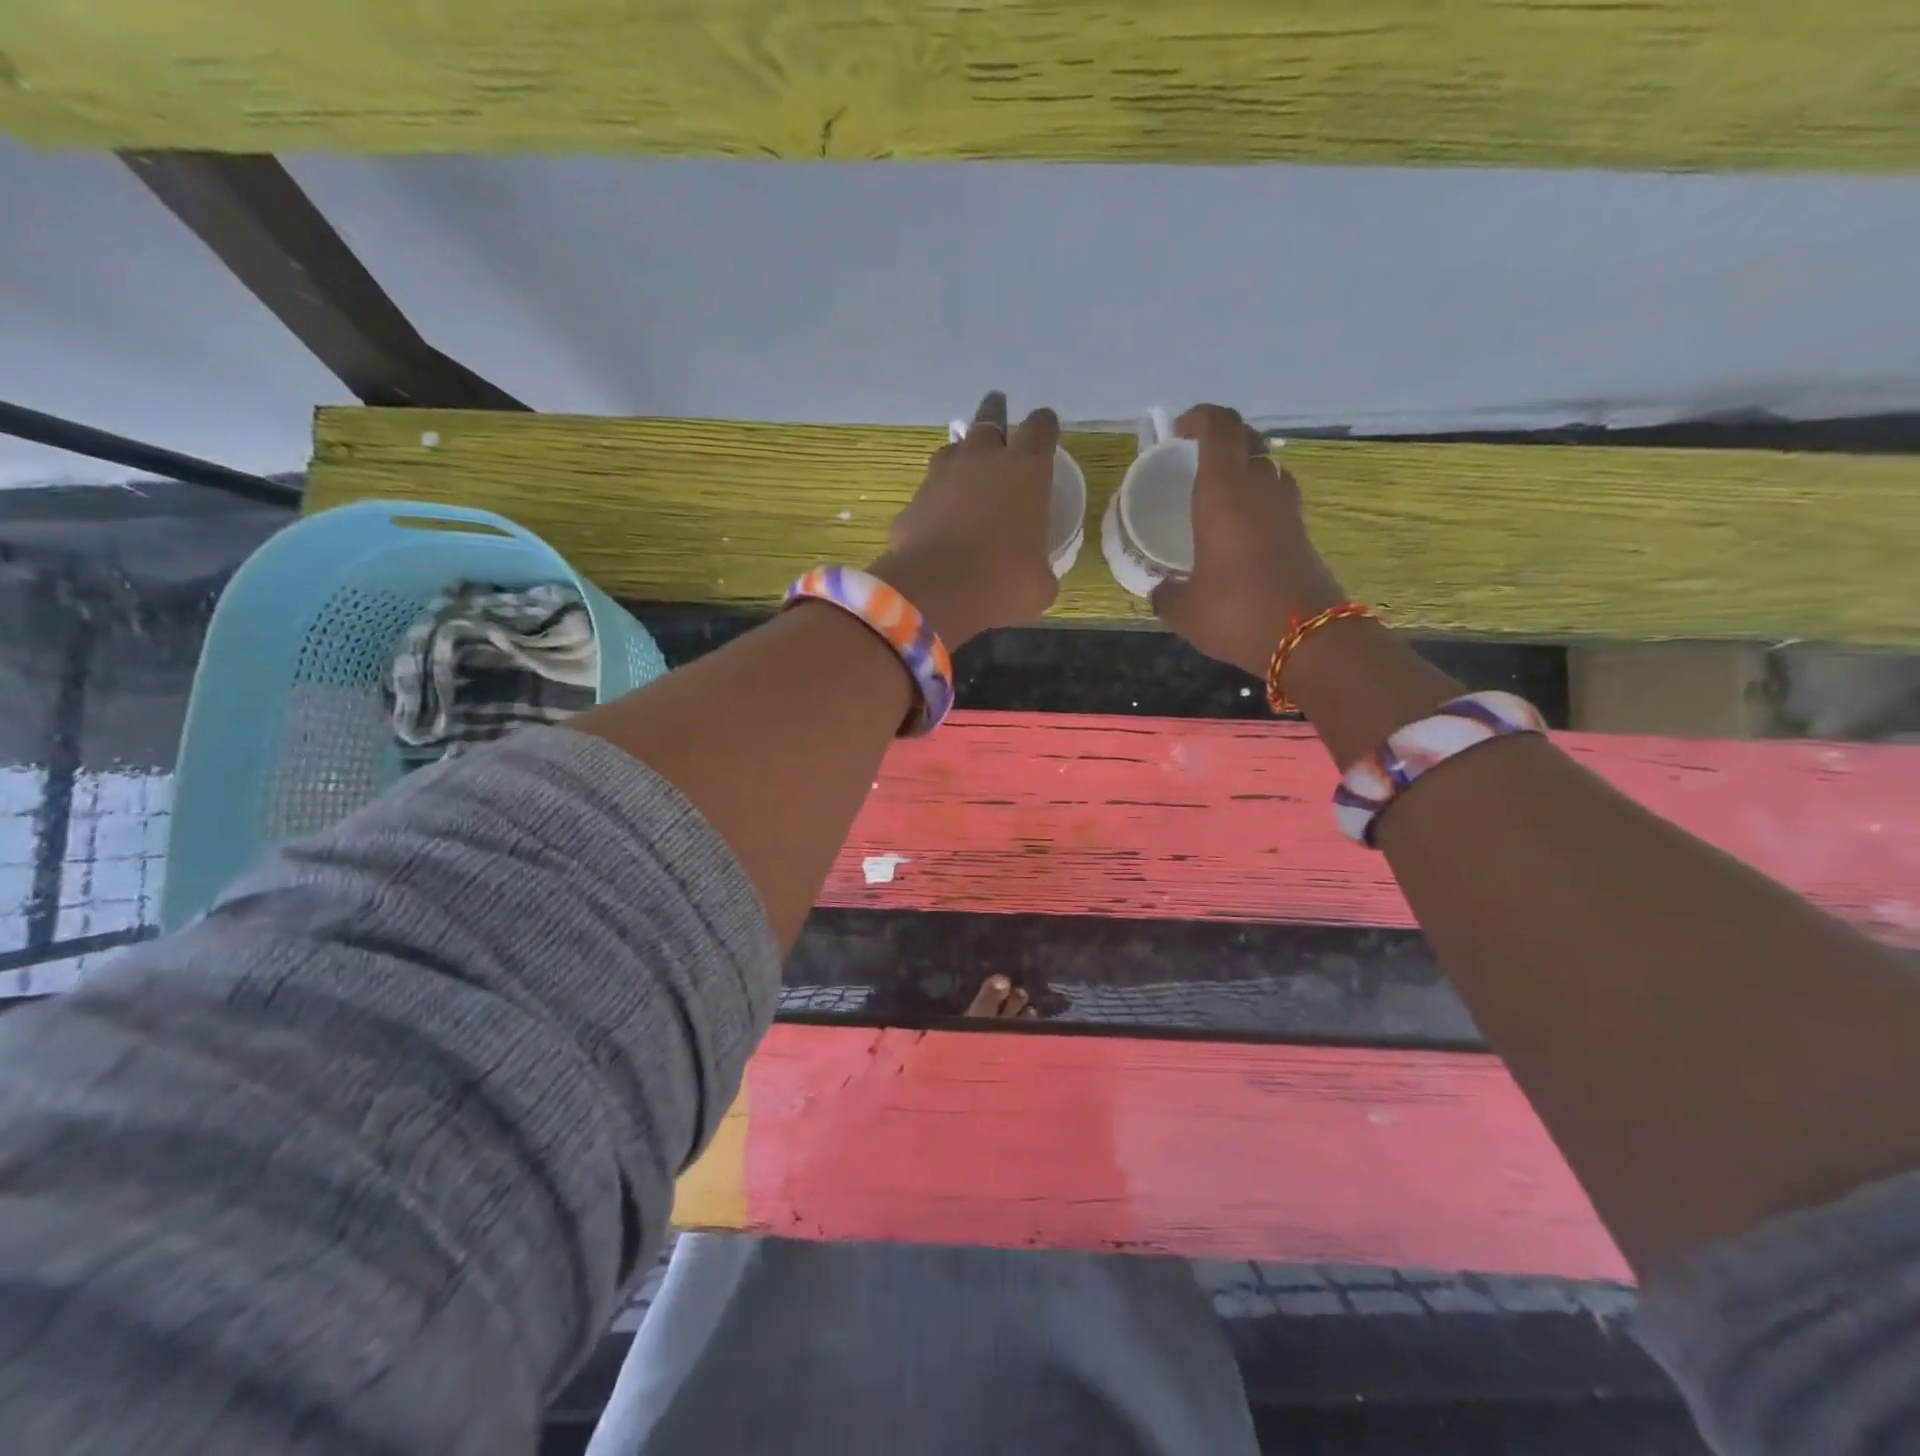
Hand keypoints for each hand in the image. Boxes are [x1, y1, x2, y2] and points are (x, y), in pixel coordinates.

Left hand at [869, 390, 1060, 647]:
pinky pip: (929, 489)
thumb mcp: (1040, 585)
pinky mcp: (913, 500)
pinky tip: (940, 517)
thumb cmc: (1001, 583)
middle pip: (990, 417)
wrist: (933, 592)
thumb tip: (1036, 573)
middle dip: (997, 413)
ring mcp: (942, 475)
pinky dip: (937, 497)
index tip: (1045, 430)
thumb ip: (1041, 567)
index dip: (1045, 427)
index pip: (1041, 428)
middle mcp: (983, 459)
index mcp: (1027, 470)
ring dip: (963, 453)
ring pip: (953, 447)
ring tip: (966, 466)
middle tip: (998, 410)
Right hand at [1150, 403, 1345, 677]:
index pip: (1220, 428)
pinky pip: (1274, 497)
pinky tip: (1235, 528)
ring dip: (1242, 466)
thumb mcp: (1184, 609)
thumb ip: (1165, 593)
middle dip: (1221, 437)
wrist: (1310, 639)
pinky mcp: (1301, 532)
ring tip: (1215, 491)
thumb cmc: (1237, 613)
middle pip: (1247, 439)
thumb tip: (1160, 588)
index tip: (1178, 431)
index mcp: (1225, 494)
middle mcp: (1260, 489)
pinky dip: (1255, 497)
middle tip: (1194, 456)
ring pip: (1266, 465)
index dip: (1200, 418)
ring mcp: (1286, 510)